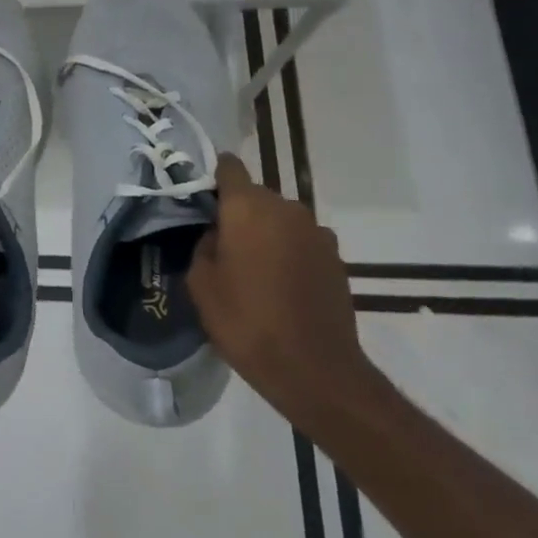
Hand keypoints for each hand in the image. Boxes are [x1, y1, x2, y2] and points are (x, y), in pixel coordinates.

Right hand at [188, 153, 376, 425]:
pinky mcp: (336, 258)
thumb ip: (204, 245)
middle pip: (256, 196)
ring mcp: (317, 233)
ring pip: (280, 220)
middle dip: (238, 212)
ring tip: (251, 268)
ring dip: (265, 234)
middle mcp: (287, 210)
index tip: (200, 194)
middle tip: (220, 243)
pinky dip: (288, 253)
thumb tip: (218, 235)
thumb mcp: (201, 283)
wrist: (313, 369)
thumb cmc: (245, 320)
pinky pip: (301, 242)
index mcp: (248, 208)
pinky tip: (278, 285)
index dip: (213, 175)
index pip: (229, 168)